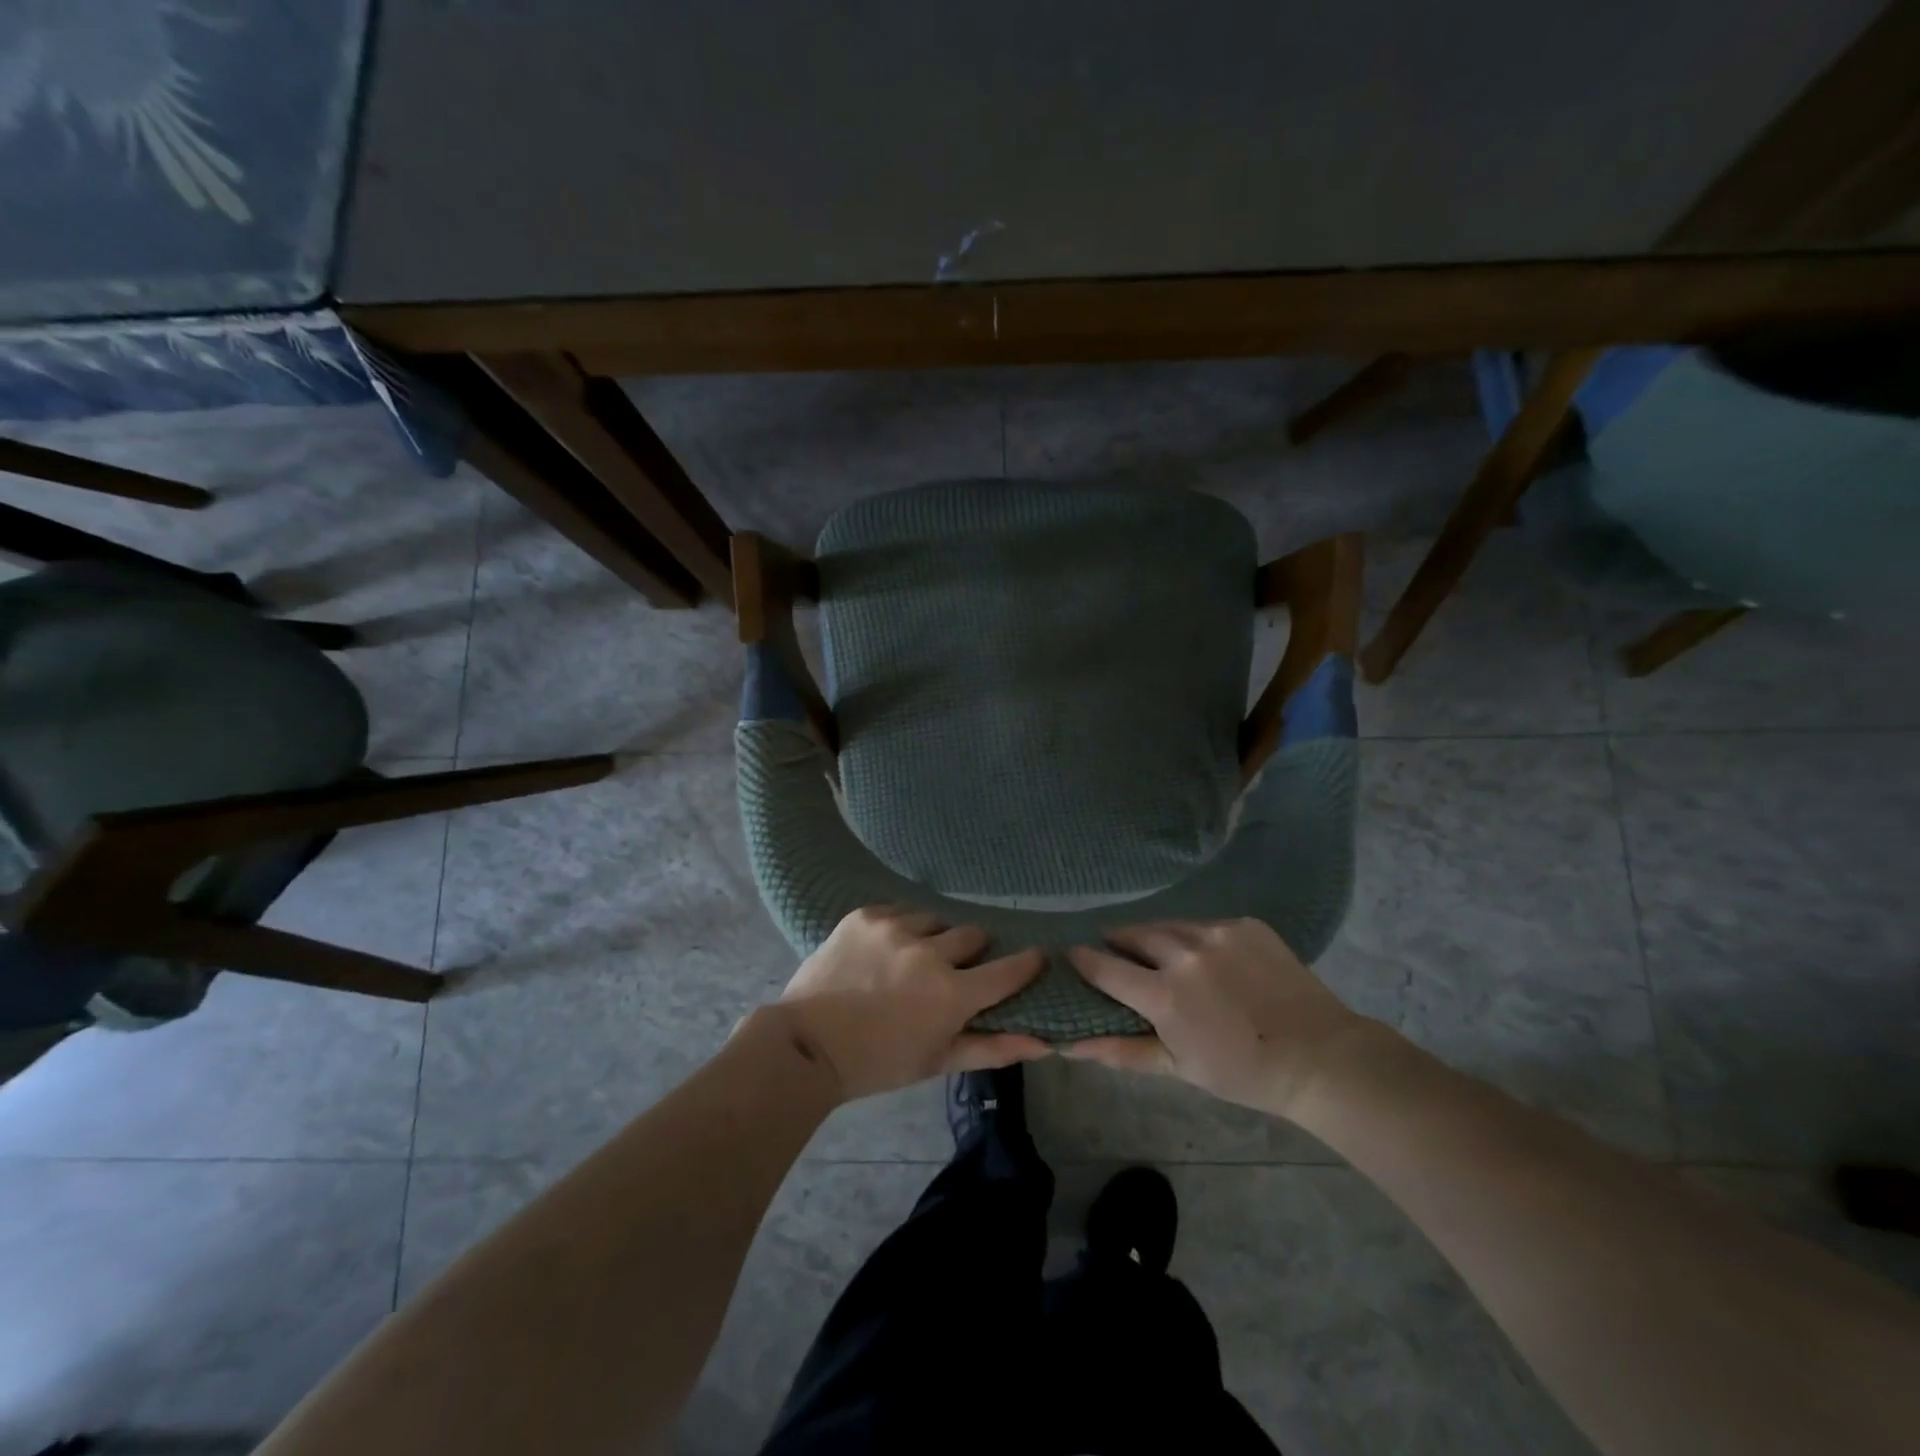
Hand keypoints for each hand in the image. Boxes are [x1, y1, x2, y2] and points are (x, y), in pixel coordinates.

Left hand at [774, 906, 1050, 1101]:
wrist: (808, 1045)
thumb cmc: (879, 1063)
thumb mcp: (938, 1061)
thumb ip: (993, 1048)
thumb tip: (1044, 1043)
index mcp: (952, 993)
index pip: (1009, 969)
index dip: (1027, 963)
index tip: (1036, 957)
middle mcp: (929, 952)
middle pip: (973, 935)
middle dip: (971, 952)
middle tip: (953, 970)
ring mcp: (895, 927)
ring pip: (935, 919)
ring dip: (933, 937)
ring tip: (912, 959)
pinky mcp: (866, 915)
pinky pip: (900, 910)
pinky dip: (901, 928)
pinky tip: (885, 949)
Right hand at [1065, 918, 1380, 1120]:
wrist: (1320, 1056)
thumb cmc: (1242, 1072)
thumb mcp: (1177, 1067)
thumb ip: (1120, 1050)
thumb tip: (1067, 1045)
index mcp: (1163, 994)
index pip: (1103, 966)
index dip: (1083, 960)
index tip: (1073, 957)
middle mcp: (1184, 953)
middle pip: (1132, 934)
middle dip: (1119, 942)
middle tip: (1120, 956)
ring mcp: (1217, 933)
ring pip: (1168, 925)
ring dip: (1156, 938)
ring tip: (1162, 955)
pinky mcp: (1245, 924)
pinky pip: (1204, 925)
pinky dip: (1195, 938)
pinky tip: (1209, 959)